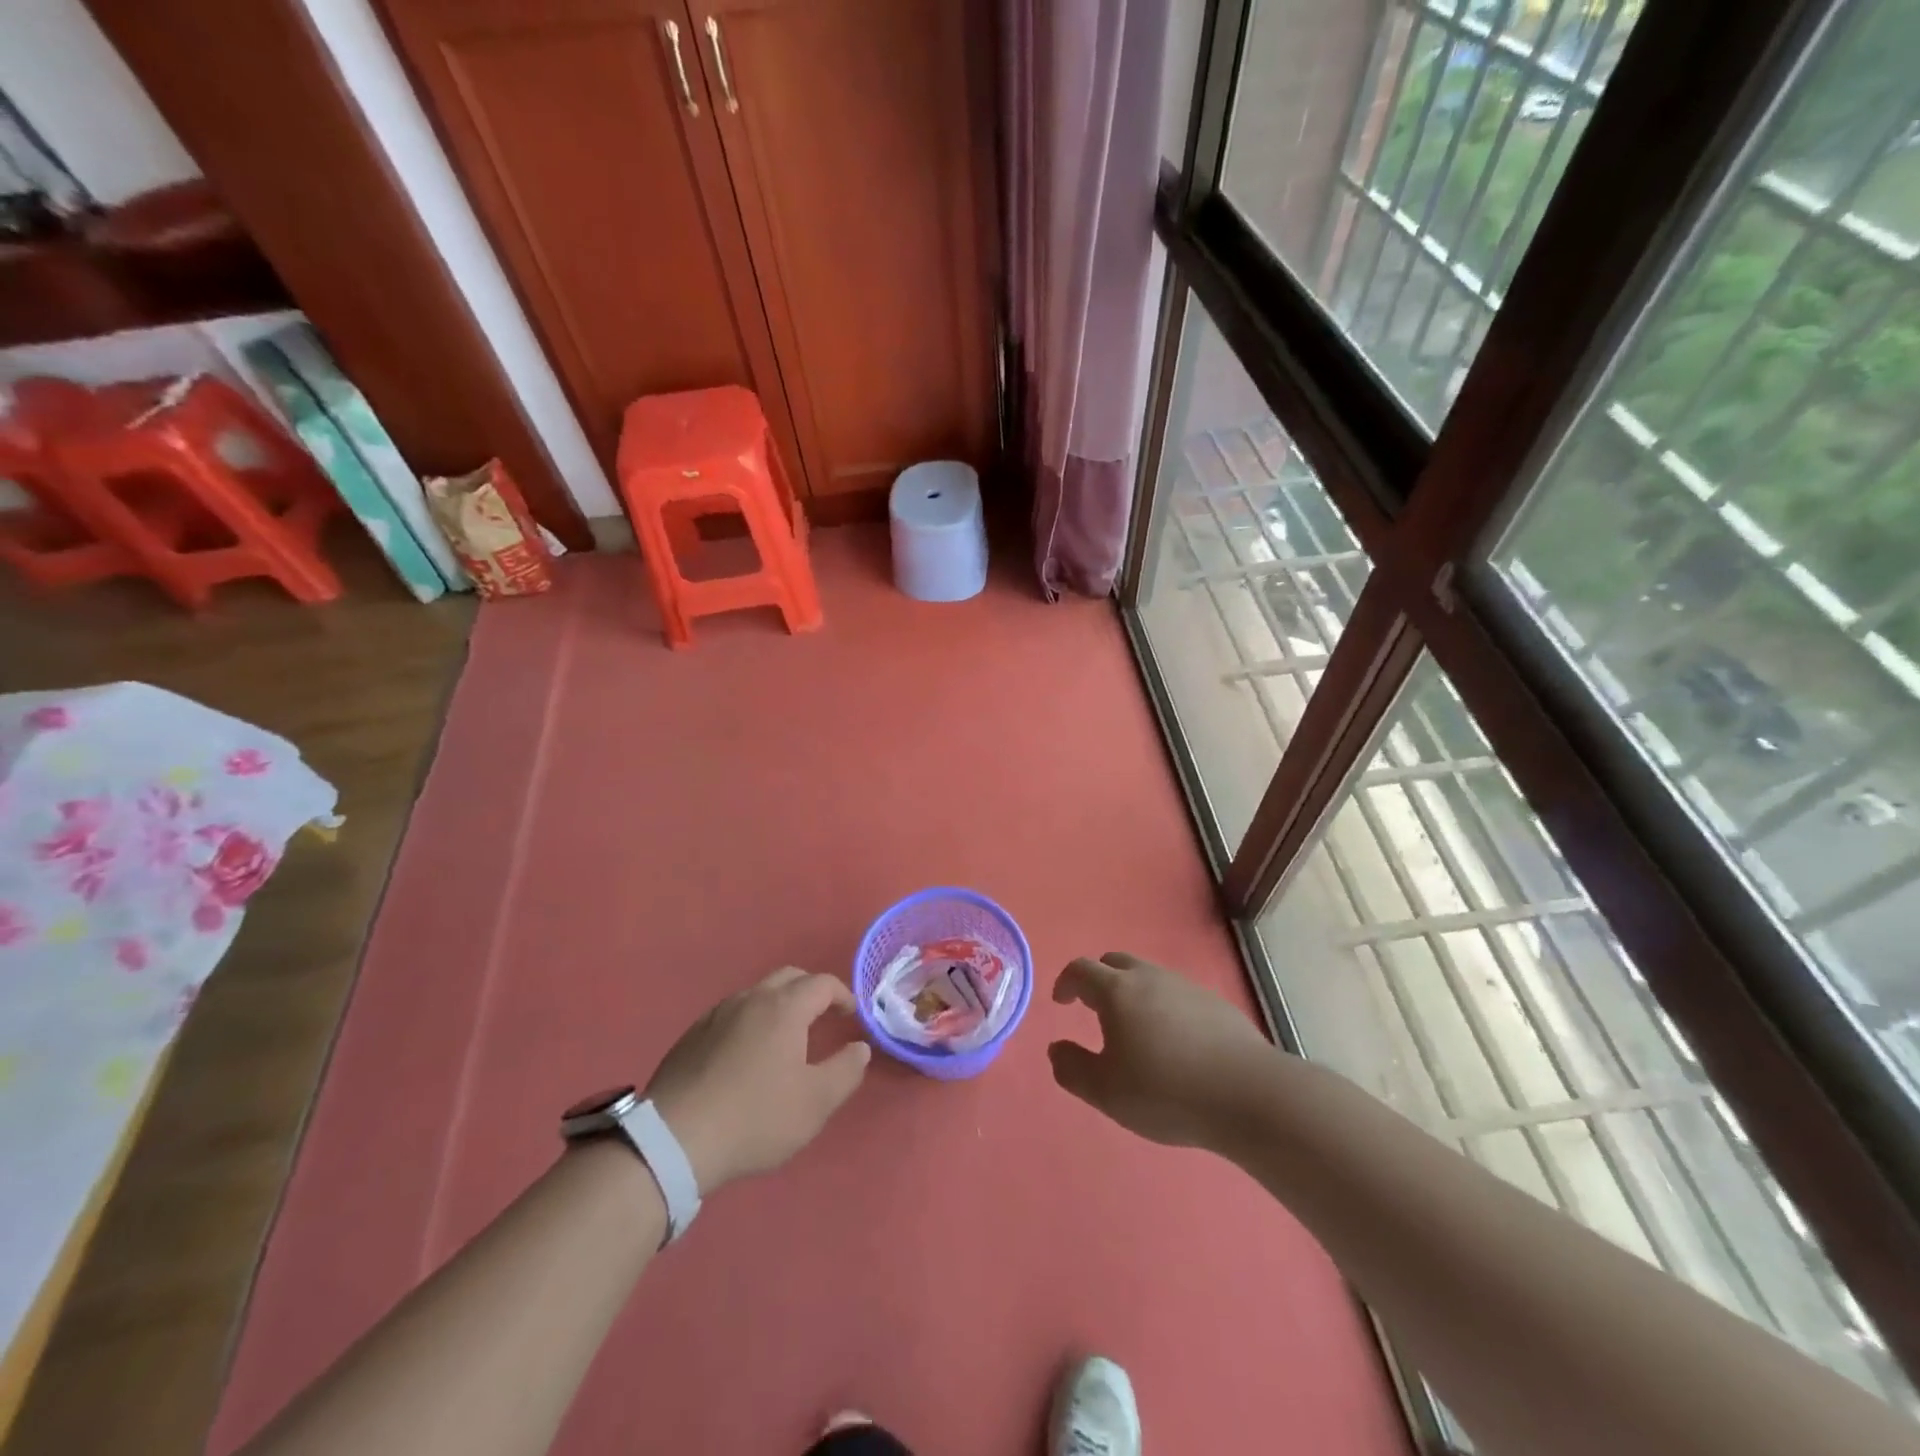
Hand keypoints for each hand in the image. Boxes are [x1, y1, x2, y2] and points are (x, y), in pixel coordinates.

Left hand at [645, 967, 870, 1193]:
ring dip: (778, 1005)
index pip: (821, 983)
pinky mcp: (691, 1037)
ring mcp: (715, 1015)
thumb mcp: (815, 1103)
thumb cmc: (755, 1117)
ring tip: (785, 1037)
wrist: (674, 1140)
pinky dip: (750, 1022)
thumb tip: (859, 1047)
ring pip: (756, 994)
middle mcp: (750, 999)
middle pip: (787, 978)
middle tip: (823, 1016)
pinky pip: (731, 1015)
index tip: (850, 1015)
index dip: (842, 995)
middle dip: (810, 991)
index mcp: (784, 1008)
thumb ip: (846, 1070)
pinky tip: (746, 1056)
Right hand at [1048, 952, 1273, 1148]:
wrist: (1249, 1095)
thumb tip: (1056, 1049)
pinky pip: (1177, 994)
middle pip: (1116, 962)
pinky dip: (1163, 1006)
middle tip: (1093, 1008)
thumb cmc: (1167, 1091)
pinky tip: (1174, 1041)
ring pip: (1149, 976)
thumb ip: (1073, 1069)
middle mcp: (1150, 978)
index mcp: (1118, 991)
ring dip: (1132, 992)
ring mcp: (1186, 986)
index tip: (1061, 1002)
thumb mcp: (1107, 1092)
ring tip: (1134, 1028)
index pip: (1082, 970)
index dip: (1066, 982)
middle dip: (1099, 979)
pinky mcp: (1216, 1003)